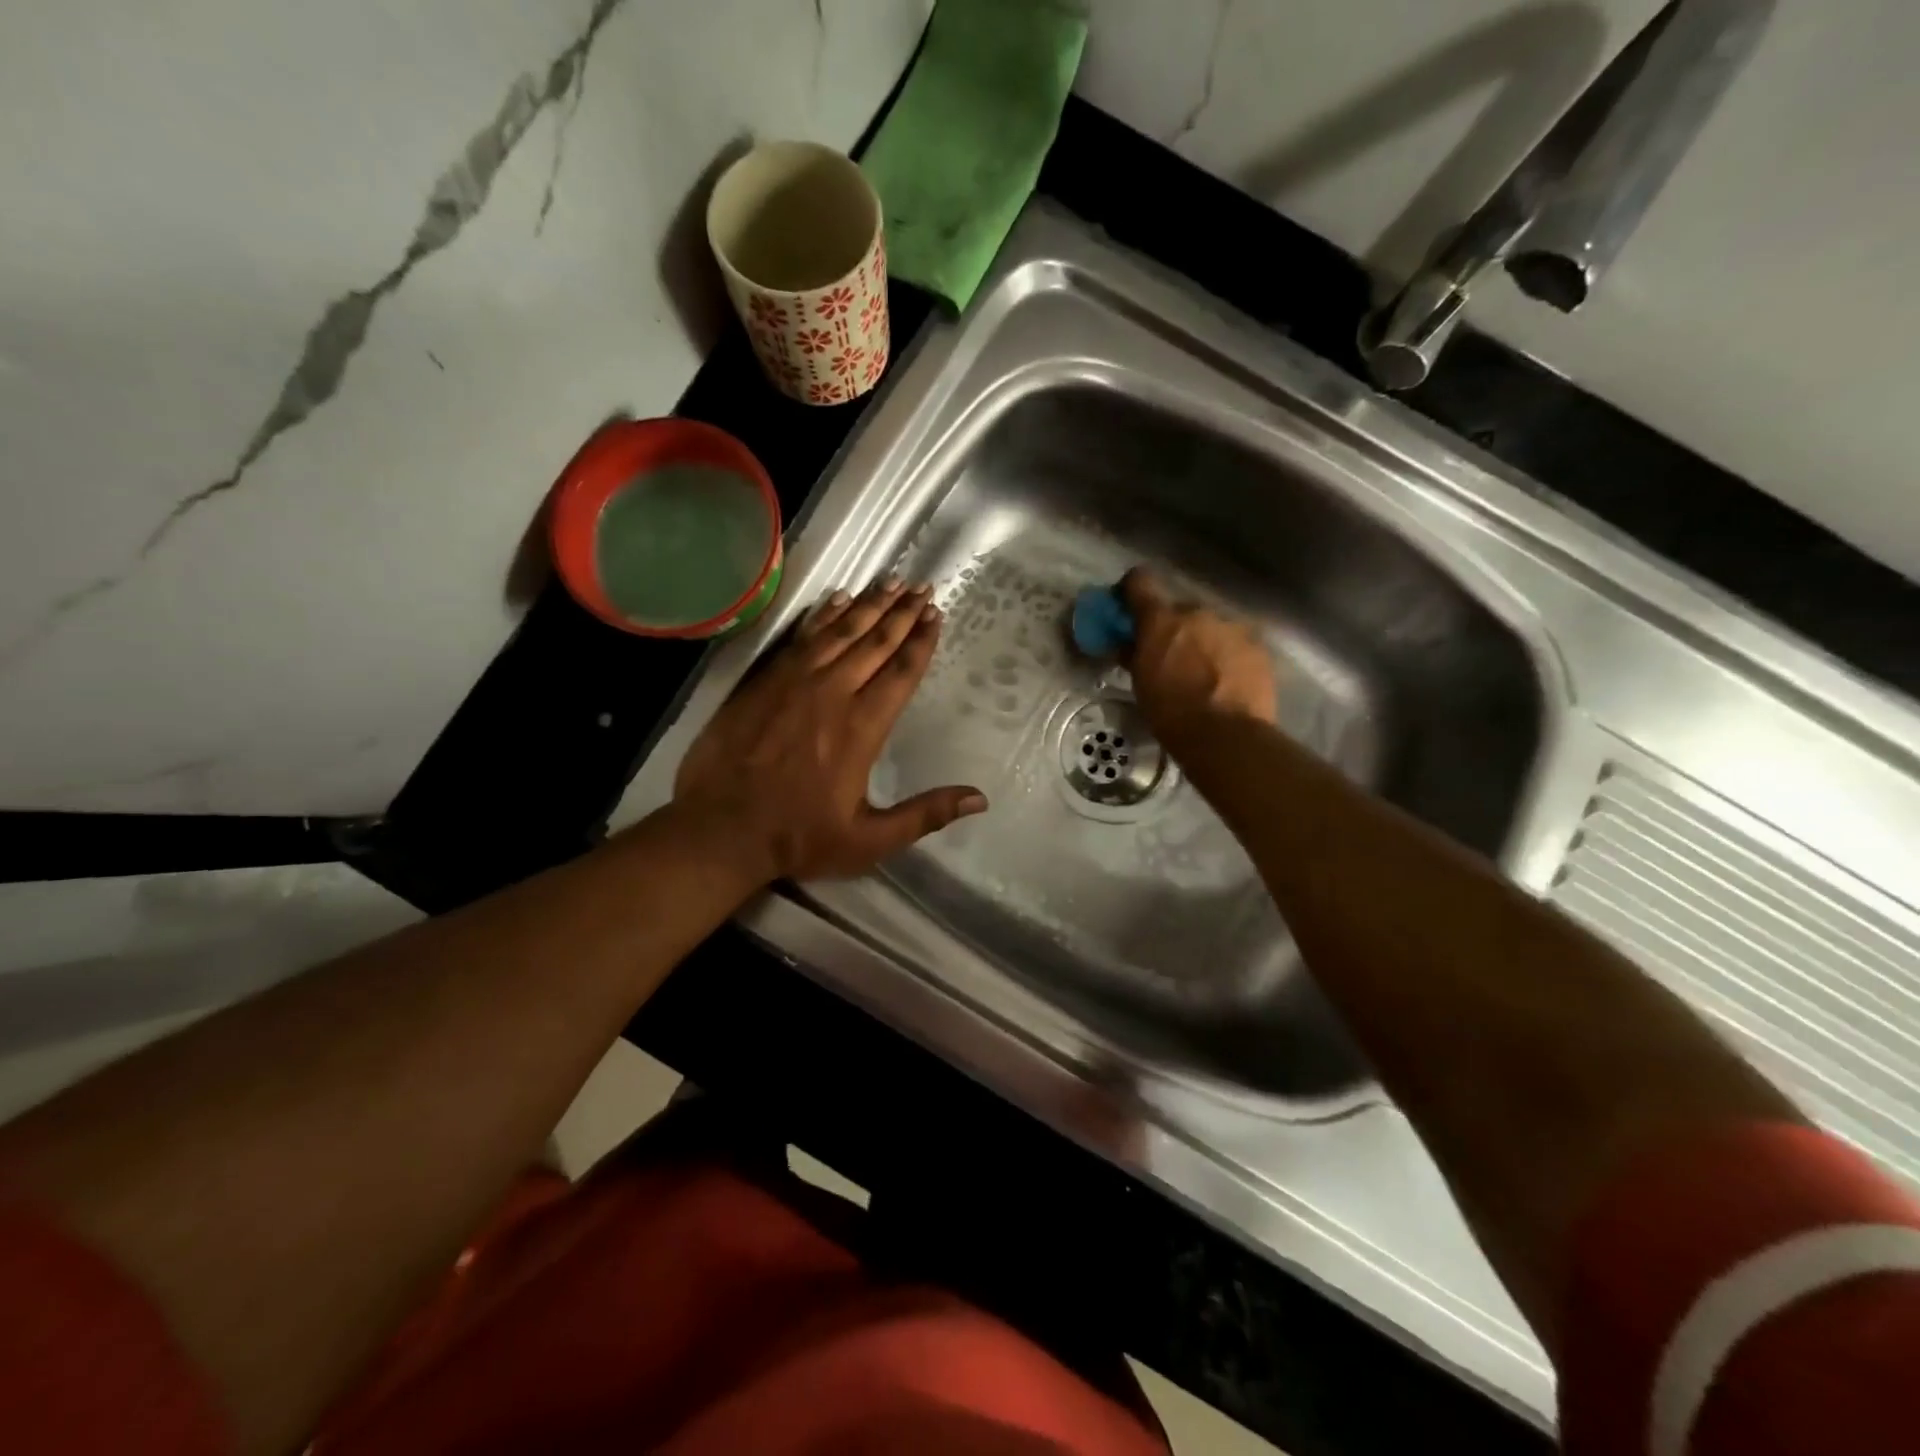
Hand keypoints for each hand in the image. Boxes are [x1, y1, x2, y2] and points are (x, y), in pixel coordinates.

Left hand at [674, 578, 986, 883]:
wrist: (721, 828)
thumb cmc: (799, 836)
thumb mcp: (870, 839)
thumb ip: (925, 814)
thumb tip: (980, 799)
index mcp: (863, 727)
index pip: (901, 672)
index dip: (922, 641)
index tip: (936, 614)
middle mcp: (833, 692)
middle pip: (876, 642)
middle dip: (902, 613)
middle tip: (922, 587)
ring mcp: (795, 681)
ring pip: (840, 631)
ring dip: (869, 605)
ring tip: (891, 582)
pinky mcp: (765, 680)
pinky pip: (802, 637)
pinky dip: (823, 615)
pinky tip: (838, 599)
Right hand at [1119, 567, 1276, 740]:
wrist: (1226, 736)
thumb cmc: (1171, 713)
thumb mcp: (1140, 685)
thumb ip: (1134, 655)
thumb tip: (1129, 644)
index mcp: (1161, 620)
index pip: (1140, 581)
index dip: (1132, 590)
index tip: (1129, 606)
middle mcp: (1197, 612)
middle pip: (1180, 610)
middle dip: (1173, 628)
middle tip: (1170, 656)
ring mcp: (1231, 626)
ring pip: (1210, 626)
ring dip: (1203, 641)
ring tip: (1203, 673)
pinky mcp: (1257, 645)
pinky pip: (1234, 642)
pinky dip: (1227, 655)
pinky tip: (1227, 681)